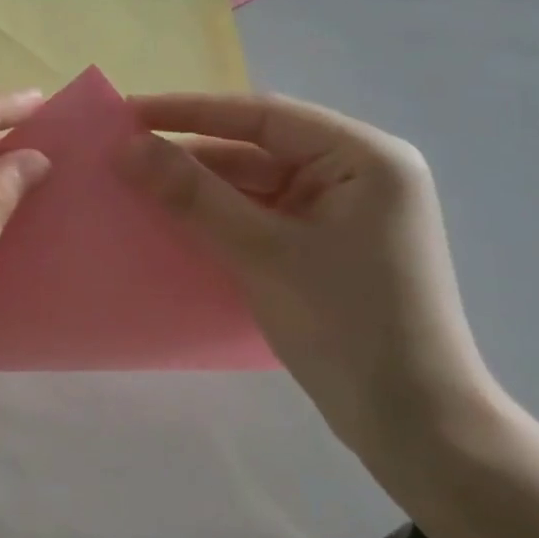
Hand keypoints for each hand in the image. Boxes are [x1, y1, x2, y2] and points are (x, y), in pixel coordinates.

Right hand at [123, 93, 500, 453]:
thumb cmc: (347, 325)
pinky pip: (263, 214)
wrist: (413, 426)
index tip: (128, 112)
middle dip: (191, 153)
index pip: (263, 117)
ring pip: (256, 183)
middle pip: (258, 148)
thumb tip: (126, 146)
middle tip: (125, 154)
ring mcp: (343, 212)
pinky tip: (175, 218)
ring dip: (201, 186)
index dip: (190, 112)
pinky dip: (220, 215)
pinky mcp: (327, 245)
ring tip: (137, 184)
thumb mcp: (262, 251)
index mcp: (364, 158)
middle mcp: (358, 173)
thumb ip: (192, 193)